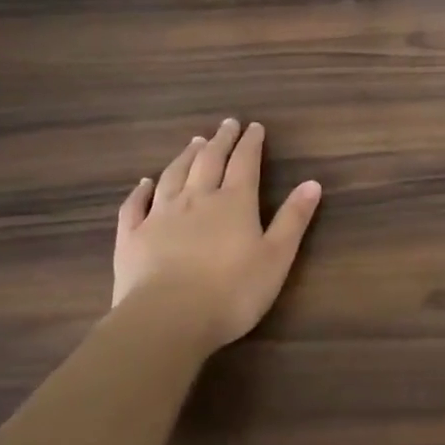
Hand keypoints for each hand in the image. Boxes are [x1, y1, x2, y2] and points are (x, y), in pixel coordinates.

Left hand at [112, 120, 322, 354]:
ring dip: (186, 156)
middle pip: (209, 161)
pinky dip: (141, 190)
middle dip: (220, 140)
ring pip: (173, 176)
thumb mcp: (277, 257)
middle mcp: (196, 199)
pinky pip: (135, 205)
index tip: (254, 126)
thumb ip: (294, 219)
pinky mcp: (132, 237)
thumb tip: (312, 183)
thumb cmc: (232, 291)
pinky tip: (144, 182)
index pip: (245, 163)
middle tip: (227, 124)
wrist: (167, 320)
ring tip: (194, 142)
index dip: (251, 143)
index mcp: (234, 202)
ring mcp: (160, 216)